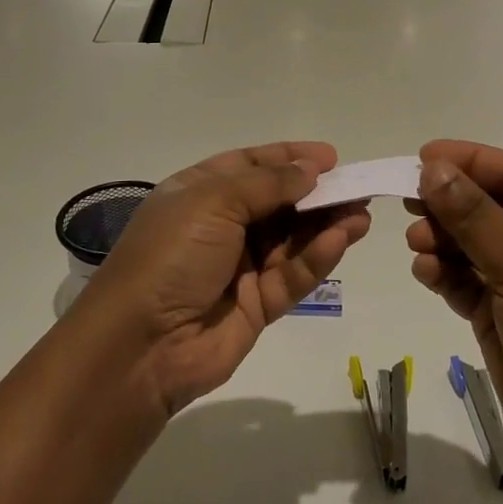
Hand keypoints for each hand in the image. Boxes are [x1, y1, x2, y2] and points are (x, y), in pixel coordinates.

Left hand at [83, 142, 371, 414]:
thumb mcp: (213, 202)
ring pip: (292, 239)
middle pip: (278, 202)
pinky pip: (293, 275)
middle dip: (316, 193)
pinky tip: (342, 239)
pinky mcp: (258, 305)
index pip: (249, 165)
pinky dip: (317, 257)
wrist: (140, 346)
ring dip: (326, 224)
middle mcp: (220, 226)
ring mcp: (240, 267)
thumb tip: (310, 169)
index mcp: (199, 193)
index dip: (289, 158)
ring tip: (362, 212)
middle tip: (357, 187)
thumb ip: (268, 184)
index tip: (330, 157)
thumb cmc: (171, 255)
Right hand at [406, 140, 502, 477]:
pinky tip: (425, 272)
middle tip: (408, 201)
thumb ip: (474, 216)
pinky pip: (464, 277)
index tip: (423, 157)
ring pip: (471, 241)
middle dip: (449, 204)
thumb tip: (433, 169)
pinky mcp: (500, 310)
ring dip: (441, 239)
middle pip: (488, 205)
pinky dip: (443, 272)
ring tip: (417, 244)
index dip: (470, 160)